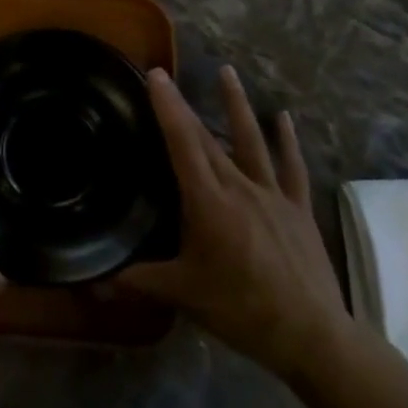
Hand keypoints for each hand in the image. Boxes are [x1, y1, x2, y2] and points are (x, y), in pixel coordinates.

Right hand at [120, 67, 351, 380]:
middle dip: (186, 105)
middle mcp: (239, 186)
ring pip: (251, 139)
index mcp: (208, 202)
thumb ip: (139, 281)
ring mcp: (272, 194)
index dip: (168, 107)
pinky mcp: (297, 208)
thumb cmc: (241, 310)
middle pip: (207, 138)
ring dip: (237, 104)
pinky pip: (291, 166)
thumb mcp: (185, 295)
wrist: (312, 336)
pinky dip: (287, 140)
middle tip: (170, 76)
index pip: (182, 144)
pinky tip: (283, 117)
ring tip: (227, 71)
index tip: (156, 75)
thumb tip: (95, 280)